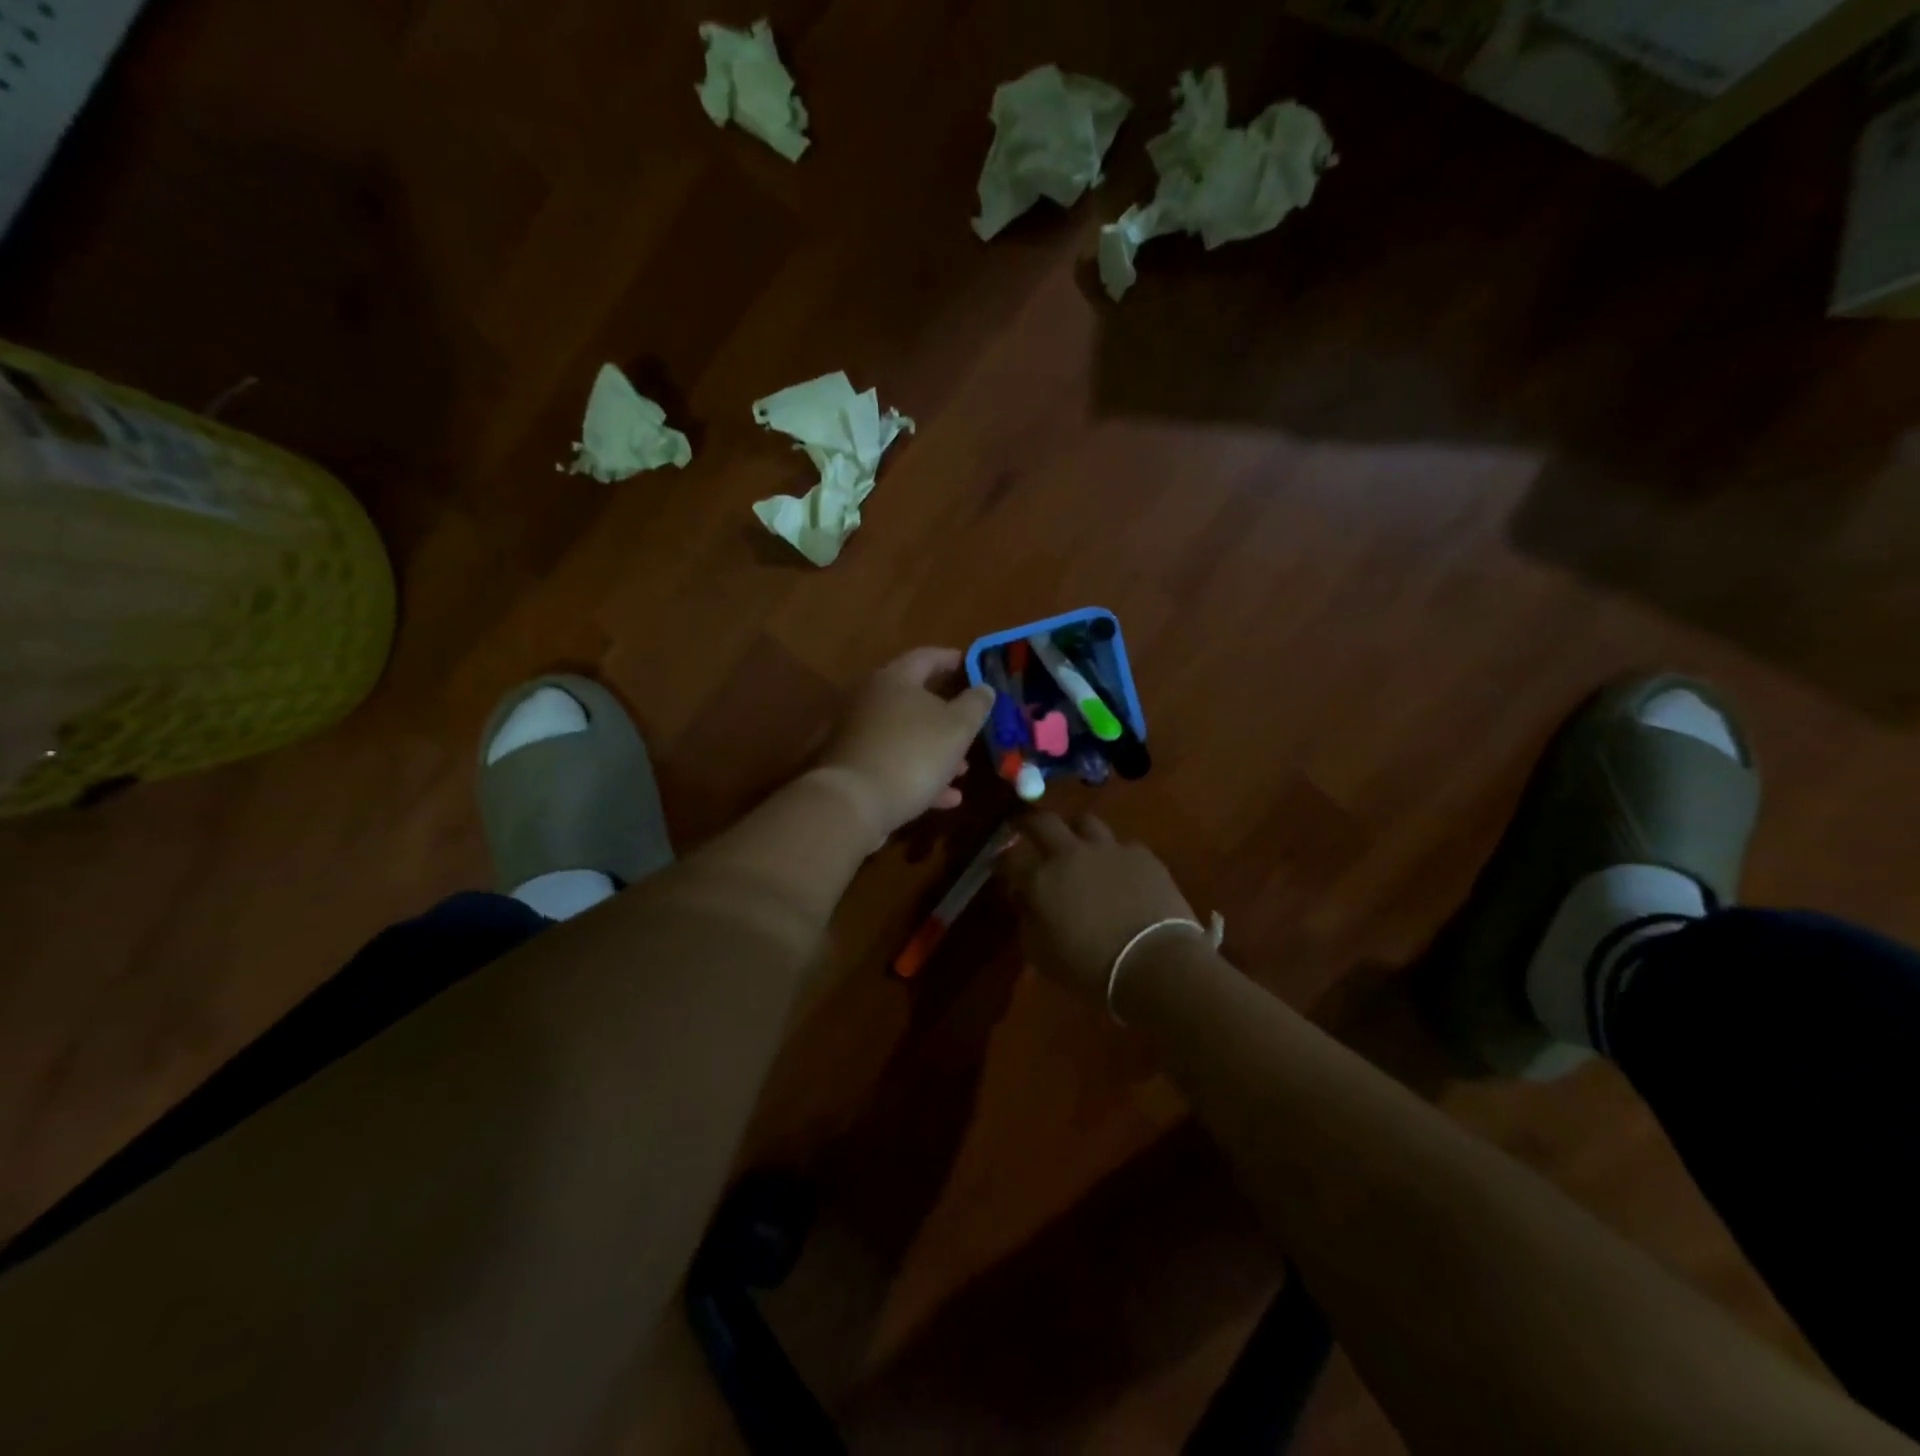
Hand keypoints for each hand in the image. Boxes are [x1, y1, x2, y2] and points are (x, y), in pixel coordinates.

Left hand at [815, 647, 994, 838]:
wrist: (854, 803)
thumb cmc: (913, 754)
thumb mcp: (957, 727)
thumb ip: (975, 704)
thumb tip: (984, 689)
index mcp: (894, 679)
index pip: (926, 657)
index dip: (951, 659)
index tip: (972, 666)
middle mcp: (871, 701)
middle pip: (915, 700)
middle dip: (948, 715)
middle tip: (972, 725)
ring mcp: (860, 735)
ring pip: (907, 736)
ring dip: (937, 751)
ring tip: (964, 770)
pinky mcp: (855, 768)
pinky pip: (895, 764)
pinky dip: (920, 776)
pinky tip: (946, 798)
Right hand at [999, 812, 1198, 1000]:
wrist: (1154, 961)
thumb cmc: (1090, 967)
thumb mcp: (1042, 955)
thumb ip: (1028, 921)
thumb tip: (1026, 899)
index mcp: (1041, 878)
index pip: (1010, 858)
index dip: (1001, 860)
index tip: (1000, 865)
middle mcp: (1071, 854)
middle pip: (1044, 822)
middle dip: (1030, 823)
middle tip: (1027, 829)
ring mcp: (1109, 849)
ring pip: (1085, 822)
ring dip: (1075, 831)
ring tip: (1077, 843)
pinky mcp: (1142, 855)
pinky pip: (1122, 845)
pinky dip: (1114, 854)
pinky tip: (1119, 869)